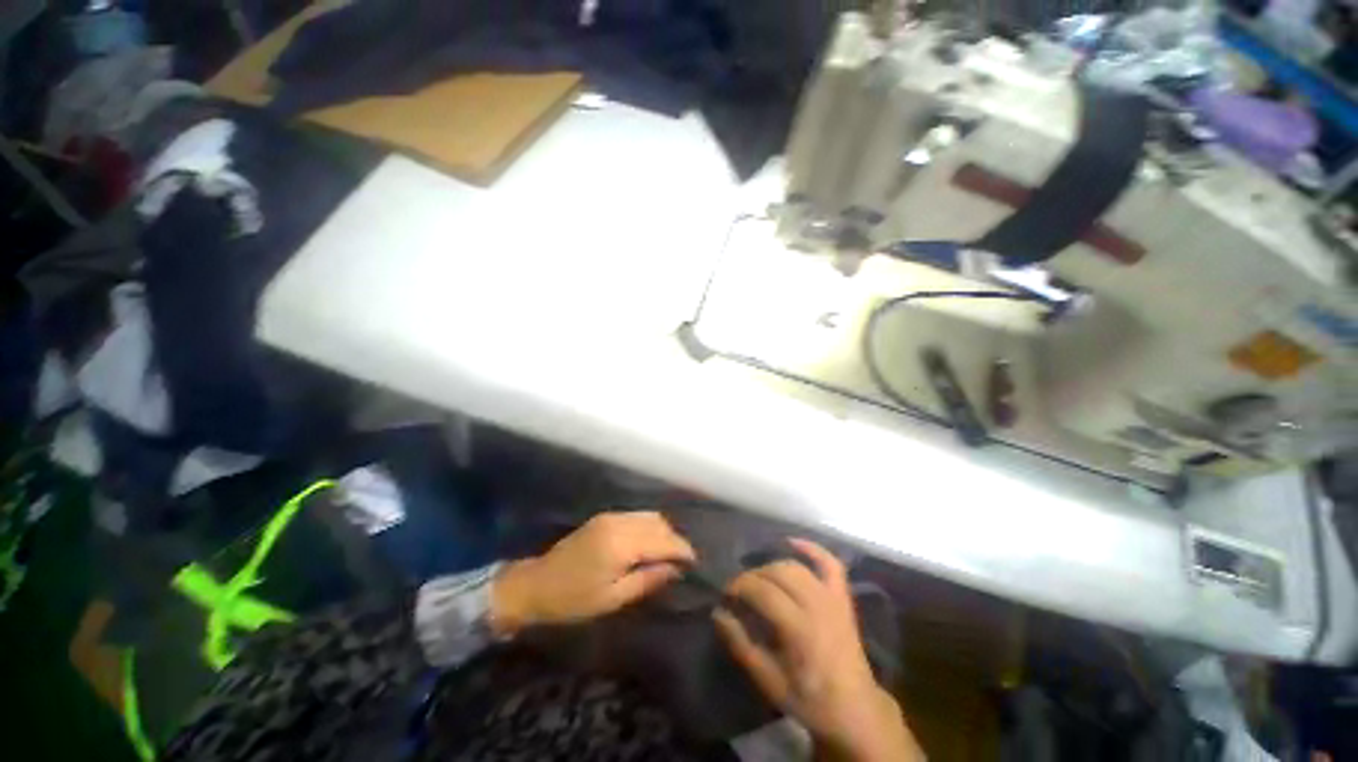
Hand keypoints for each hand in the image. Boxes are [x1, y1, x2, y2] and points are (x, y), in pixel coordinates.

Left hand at [491, 511, 694, 634]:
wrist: (535, 585)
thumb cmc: (572, 600)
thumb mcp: (613, 599)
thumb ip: (647, 580)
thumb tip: (676, 570)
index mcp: (621, 543)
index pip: (663, 539)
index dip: (682, 550)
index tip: (695, 564)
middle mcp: (619, 522)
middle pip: (659, 523)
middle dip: (675, 540)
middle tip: (683, 562)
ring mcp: (611, 516)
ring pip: (649, 516)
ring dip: (664, 532)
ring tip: (669, 554)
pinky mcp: (605, 517)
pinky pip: (637, 516)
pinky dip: (650, 527)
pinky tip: (650, 544)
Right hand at [714, 539, 923, 761]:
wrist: (855, 710)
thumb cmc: (809, 699)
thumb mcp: (769, 681)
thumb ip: (741, 644)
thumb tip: (718, 613)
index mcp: (800, 629)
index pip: (763, 591)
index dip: (740, 586)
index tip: (726, 595)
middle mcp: (818, 605)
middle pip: (778, 573)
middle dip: (753, 575)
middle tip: (739, 590)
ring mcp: (833, 598)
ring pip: (796, 566)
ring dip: (772, 566)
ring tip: (758, 579)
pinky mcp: (842, 597)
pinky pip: (830, 563)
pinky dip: (811, 549)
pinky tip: (791, 542)